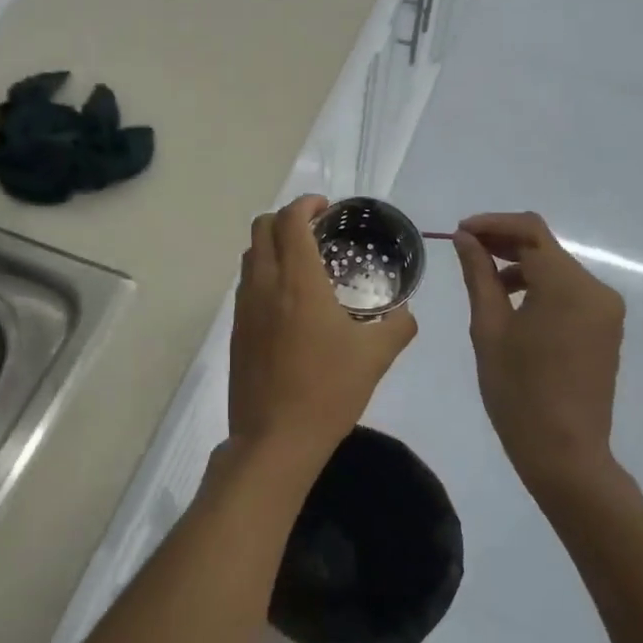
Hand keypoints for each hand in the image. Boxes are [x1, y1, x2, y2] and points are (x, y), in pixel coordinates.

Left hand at [228, 196, 418, 464]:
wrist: (275, 439)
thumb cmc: (328, 391)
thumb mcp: (375, 357)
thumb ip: (398, 326)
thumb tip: (406, 312)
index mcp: (297, 281)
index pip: (290, 220)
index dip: (306, 203)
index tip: (326, 207)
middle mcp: (264, 285)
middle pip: (261, 228)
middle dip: (286, 218)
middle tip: (315, 230)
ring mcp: (244, 308)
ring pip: (250, 255)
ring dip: (272, 245)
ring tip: (303, 262)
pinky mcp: (235, 330)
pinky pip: (246, 285)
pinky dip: (264, 273)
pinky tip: (288, 301)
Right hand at [453, 212, 624, 492]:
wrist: (564, 452)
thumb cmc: (518, 392)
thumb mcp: (489, 329)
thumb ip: (479, 276)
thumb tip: (465, 239)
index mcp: (568, 287)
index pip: (530, 231)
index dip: (492, 224)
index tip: (460, 232)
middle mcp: (596, 289)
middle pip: (546, 247)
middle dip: (504, 242)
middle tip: (464, 250)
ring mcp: (605, 310)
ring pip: (557, 269)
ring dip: (521, 266)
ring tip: (483, 281)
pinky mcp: (605, 328)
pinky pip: (569, 292)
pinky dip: (539, 287)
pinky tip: (512, 303)